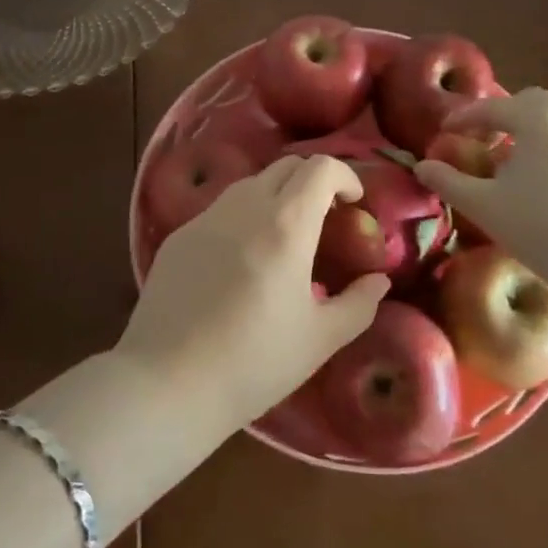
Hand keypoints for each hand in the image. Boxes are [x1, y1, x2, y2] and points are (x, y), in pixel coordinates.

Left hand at [118, 156, 388, 431]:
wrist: (168, 382)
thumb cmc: (254, 363)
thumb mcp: (320, 339)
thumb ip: (358, 304)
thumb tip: (379, 281)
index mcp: (285, 225)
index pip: (320, 168)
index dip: (345, 176)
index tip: (354, 204)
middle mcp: (244, 207)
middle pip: (286, 166)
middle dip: (313, 182)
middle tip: (325, 218)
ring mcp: (206, 217)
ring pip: (251, 183)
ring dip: (277, 195)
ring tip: (284, 239)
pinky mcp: (179, 235)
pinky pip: (221, 209)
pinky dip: (244, 216)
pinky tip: (242, 261)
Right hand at [414, 88, 547, 289]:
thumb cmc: (541, 229)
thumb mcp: (484, 206)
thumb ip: (449, 182)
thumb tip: (423, 167)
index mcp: (538, 120)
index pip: (492, 107)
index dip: (464, 117)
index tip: (445, 131)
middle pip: (533, 103)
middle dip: (505, 115)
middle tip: (485, 140)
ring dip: (534, 134)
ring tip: (516, 166)